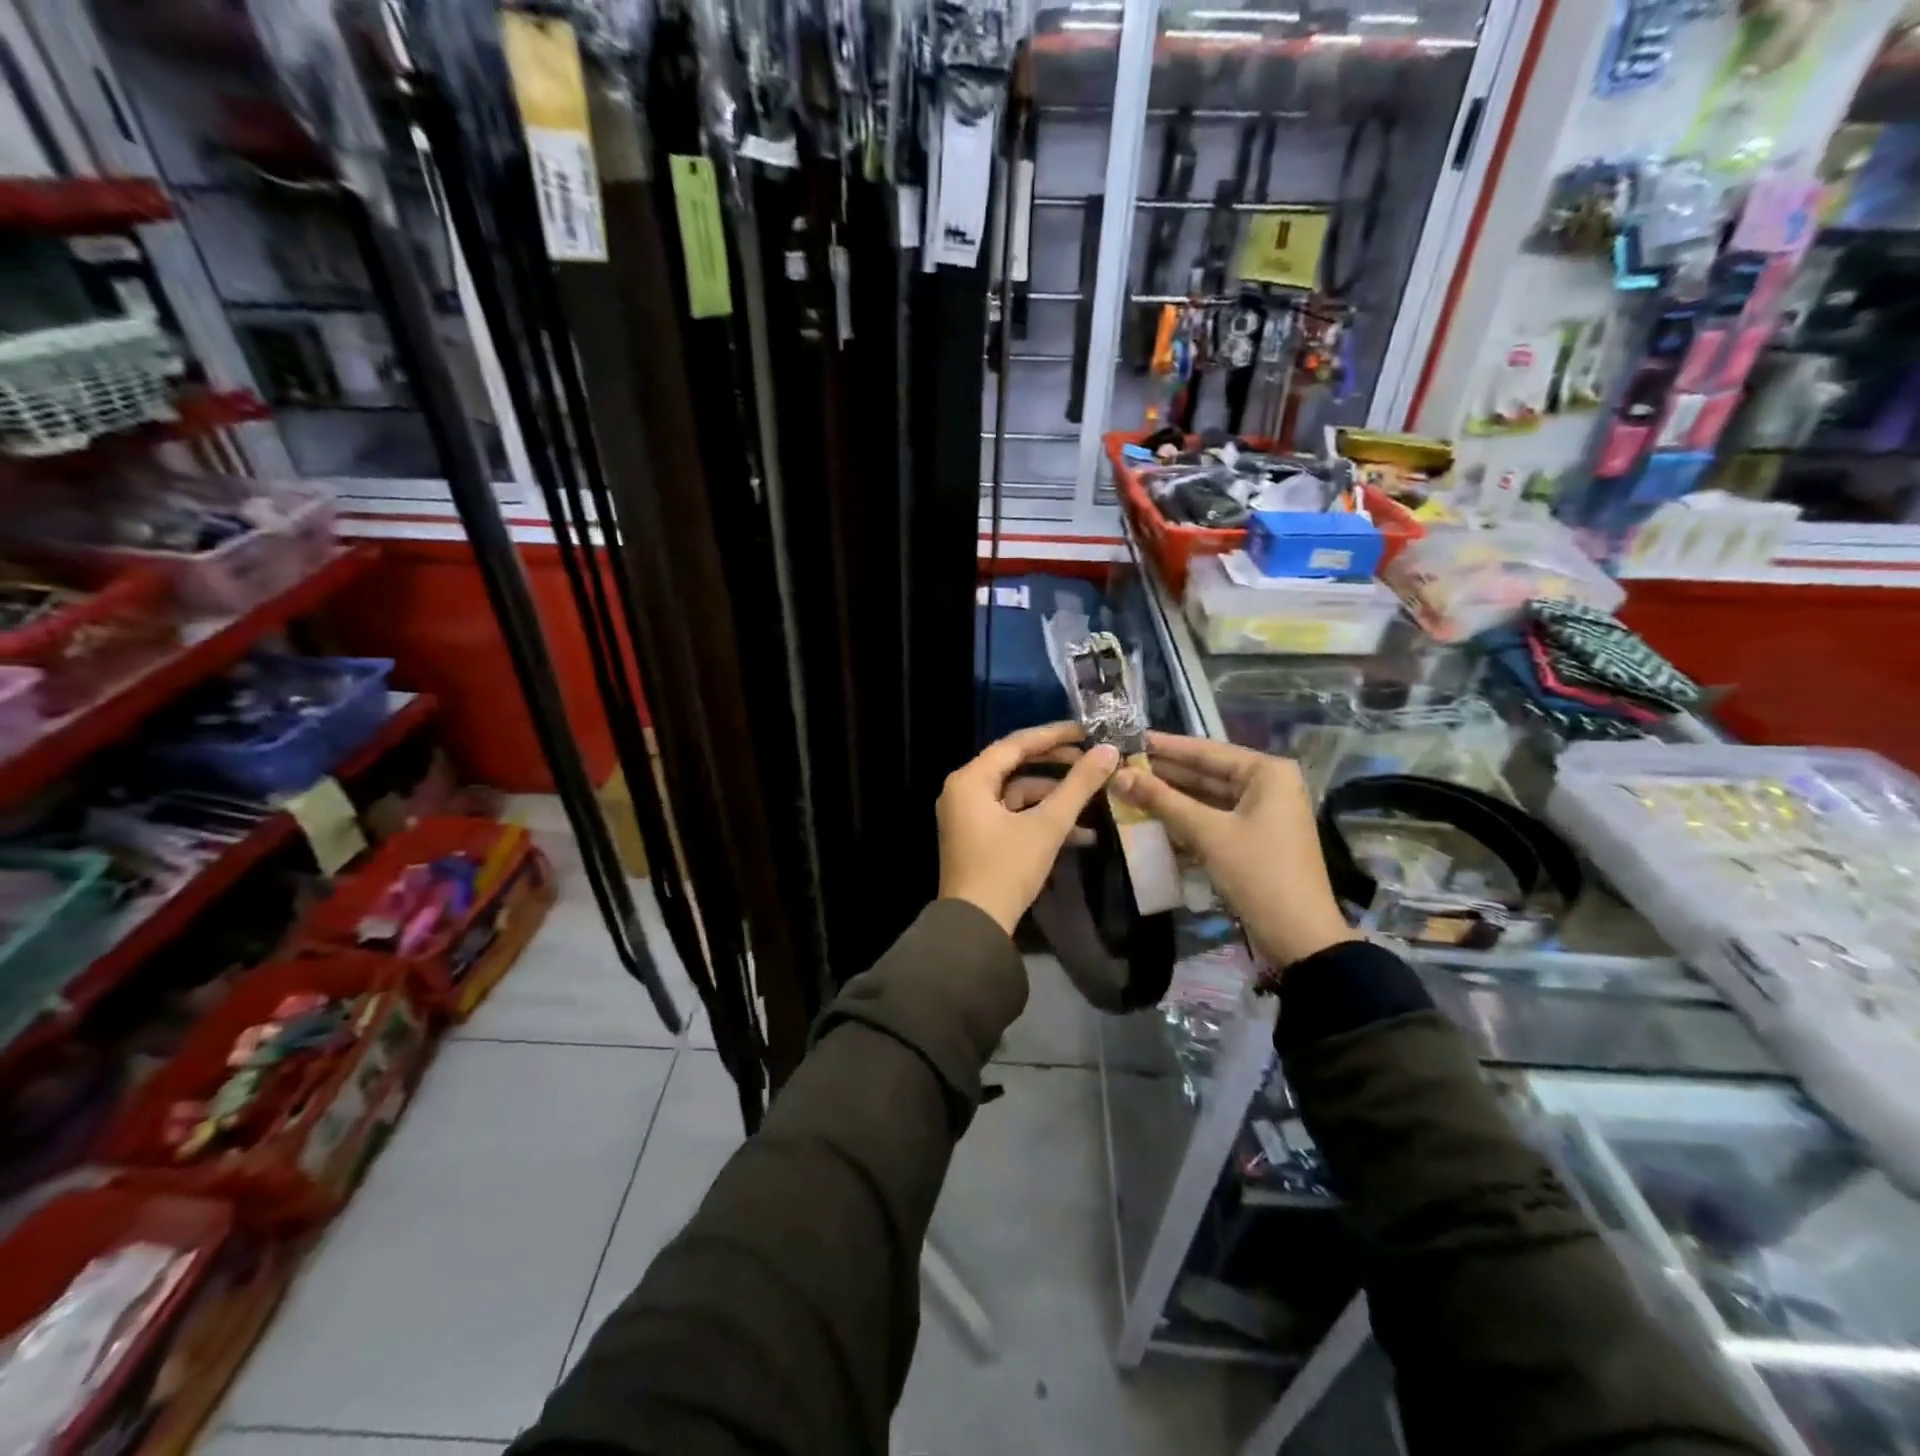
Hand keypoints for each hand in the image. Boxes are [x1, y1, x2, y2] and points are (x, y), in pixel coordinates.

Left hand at [938, 722, 1119, 934]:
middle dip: (1058, 766)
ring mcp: (969, 815)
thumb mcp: (1046, 825)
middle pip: (1016, 766)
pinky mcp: (978, 837)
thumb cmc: (1006, 869)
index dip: (1055, 735)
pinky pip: (1012, 816)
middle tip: (1093, 760)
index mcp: (970, 780)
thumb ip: (1078, 786)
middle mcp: (964, 791)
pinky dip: (1041, 820)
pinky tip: (1080, 834)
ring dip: (1055, 799)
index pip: (1016, 743)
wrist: (976, 926)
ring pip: (1018, 794)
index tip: (1088, 730)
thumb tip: (1108, 751)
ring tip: (1095, 802)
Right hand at [1113, 732, 1354, 969]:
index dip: (1164, 746)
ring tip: (1127, 787)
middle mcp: (1267, 785)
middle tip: (1120, 764)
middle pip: (1206, 772)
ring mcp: (1261, 813)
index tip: (1127, 738)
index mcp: (1267, 772)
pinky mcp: (1253, 838)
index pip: (1206, 750)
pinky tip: (1151, 816)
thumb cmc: (1258, 873)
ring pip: (1207, 797)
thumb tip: (1118, 775)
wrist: (1299, 936)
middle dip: (1164, 772)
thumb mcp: (1207, 833)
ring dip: (1171, 796)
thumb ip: (1162, 801)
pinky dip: (1185, 818)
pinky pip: (1213, 818)